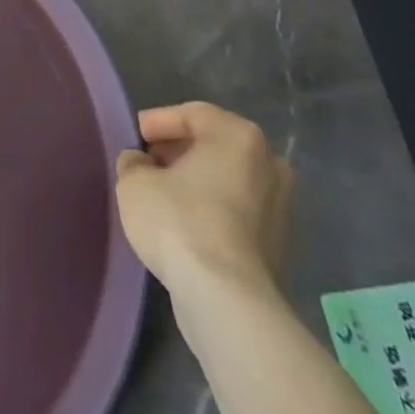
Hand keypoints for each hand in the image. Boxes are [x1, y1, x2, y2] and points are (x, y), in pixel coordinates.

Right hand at [115, 102, 292, 303]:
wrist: (227, 300)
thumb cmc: (179, 221)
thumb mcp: (134, 181)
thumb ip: (134, 162)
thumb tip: (141, 164)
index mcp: (238, 136)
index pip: (192, 114)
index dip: (158, 122)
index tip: (136, 137)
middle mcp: (268, 163)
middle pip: (214, 145)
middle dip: (179, 151)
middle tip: (148, 162)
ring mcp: (280, 206)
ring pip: (228, 179)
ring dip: (197, 182)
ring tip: (162, 194)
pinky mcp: (279, 244)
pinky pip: (237, 211)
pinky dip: (212, 209)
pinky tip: (184, 224)